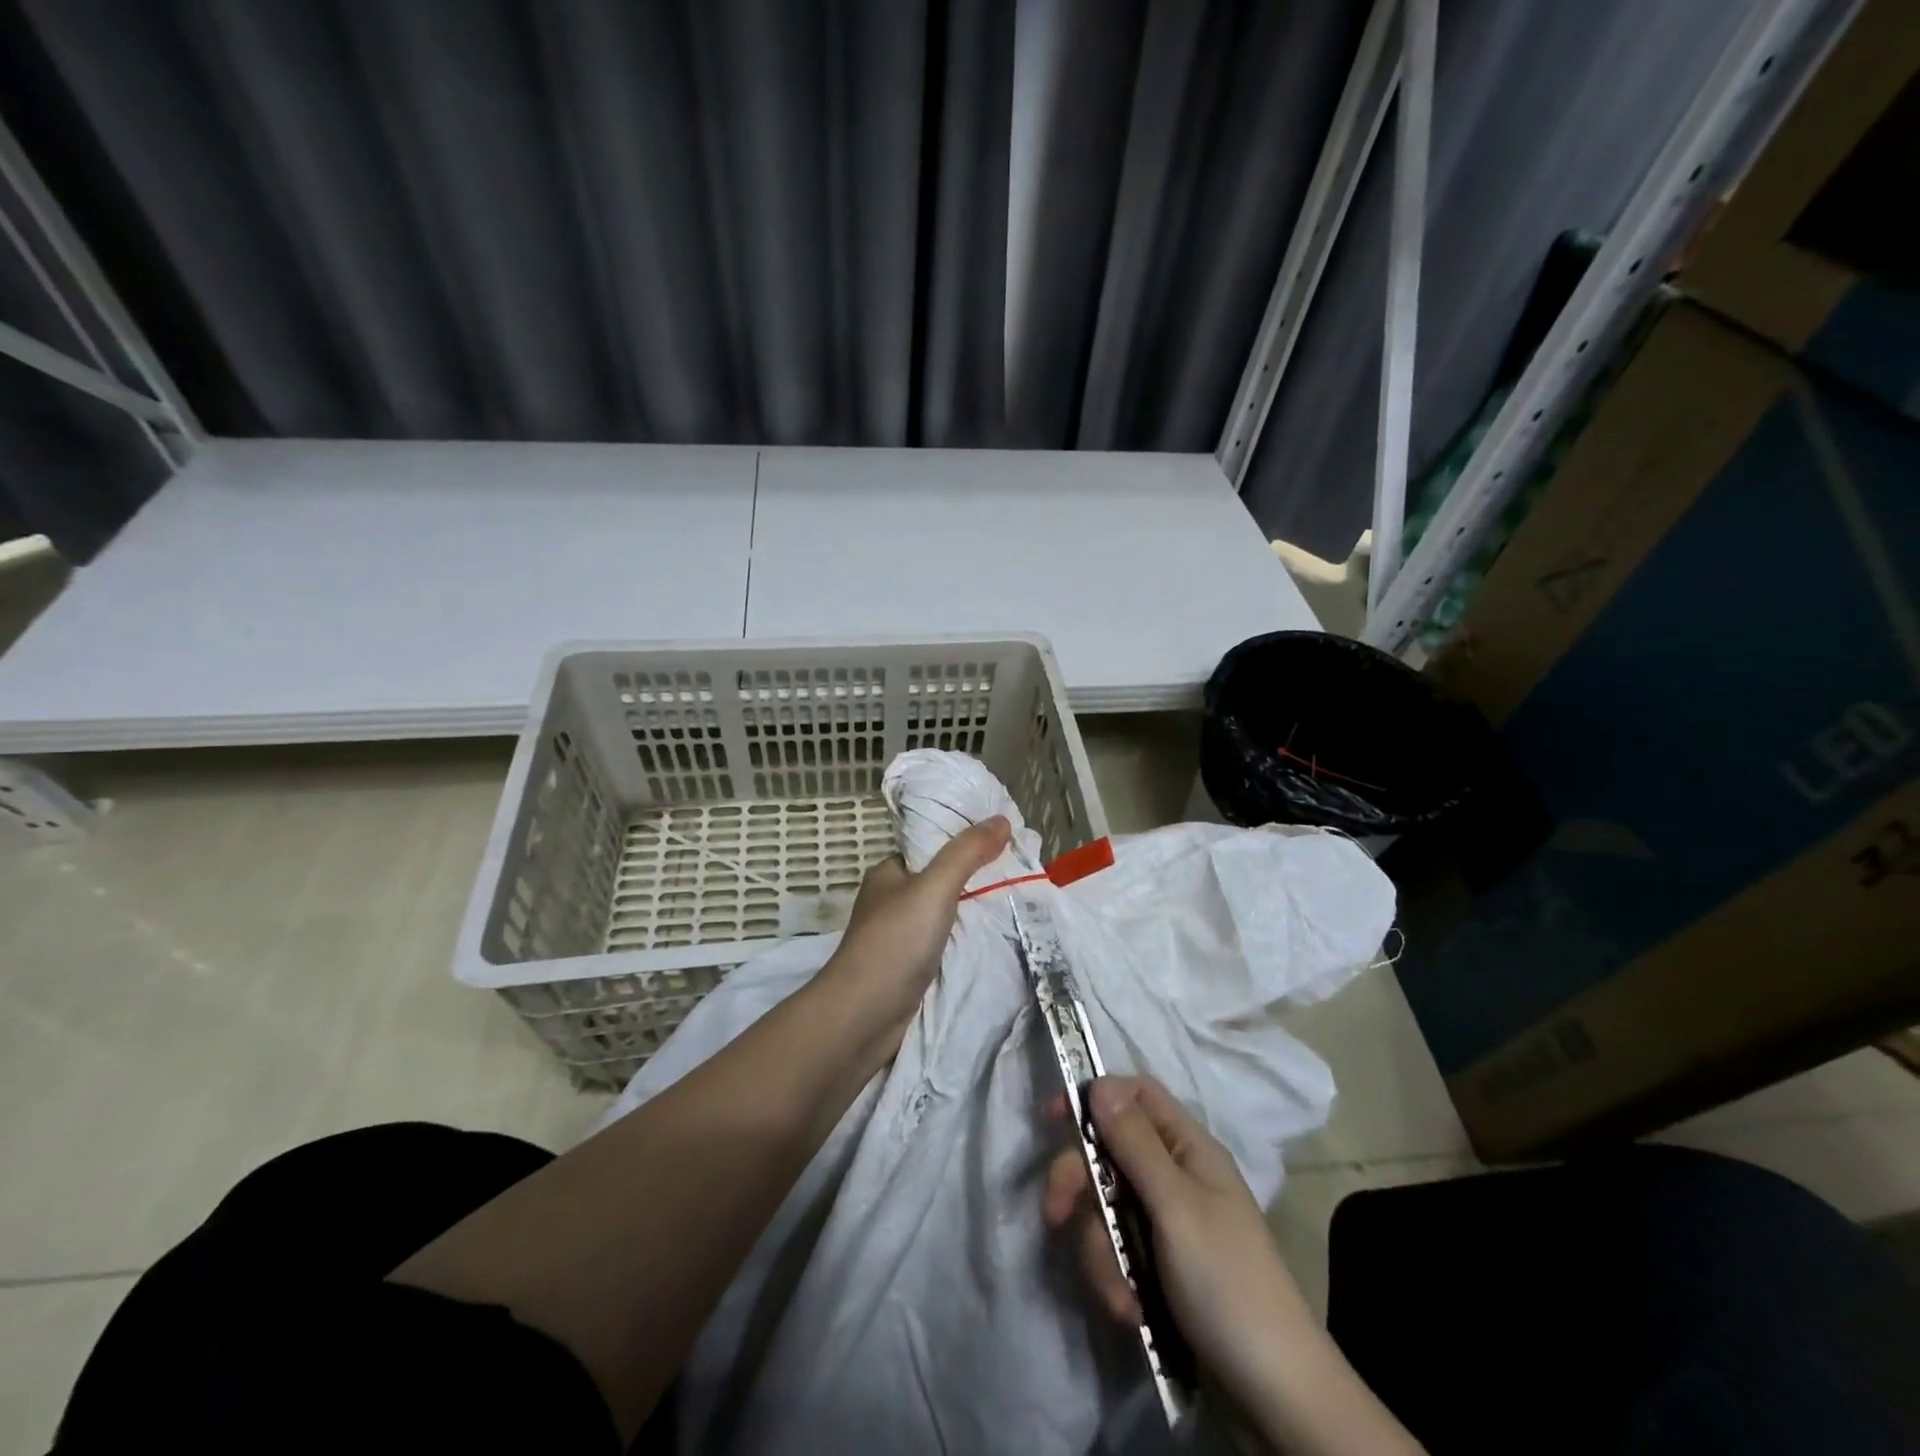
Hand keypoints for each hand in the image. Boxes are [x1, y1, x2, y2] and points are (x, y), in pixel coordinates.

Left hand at [818, 815, 1011, 1056]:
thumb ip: (966, 853)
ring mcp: (900, 938)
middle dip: (978, 880)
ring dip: (975, 915)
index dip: (966, 842)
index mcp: (889, 874)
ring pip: (946, 917)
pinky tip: (998, 942)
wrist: (863, 1017)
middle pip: (942, 882)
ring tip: (1020, 905)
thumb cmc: (894, 942)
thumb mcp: (934, 888)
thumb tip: (1001, 818)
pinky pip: (946, 947)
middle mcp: (892, 902)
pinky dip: (968, 944)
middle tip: (1021, 875)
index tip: (1006, 842)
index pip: (931, 847)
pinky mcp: (910, 970)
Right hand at [1046, 1077, 1422, 1453]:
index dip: (1094, 1097)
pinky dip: (1115, 1280)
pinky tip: (1130, 1311)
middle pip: (1108, 1152)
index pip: (1135, 1095)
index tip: (1052, 1120)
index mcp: (1187, 1148)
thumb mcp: (1176, 1207)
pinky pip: (1116, 1252)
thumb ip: (1135, 1144)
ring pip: (1104, 1208)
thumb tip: (1099, 1083)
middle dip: (1079, 1185)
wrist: (1276, 1396)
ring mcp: (1165, 1223)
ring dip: (1099, 1251)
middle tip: (1056, 1214)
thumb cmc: (1228, 1283)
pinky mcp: (1157, 1267)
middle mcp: (1174, 1176)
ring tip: (1120, 1295)